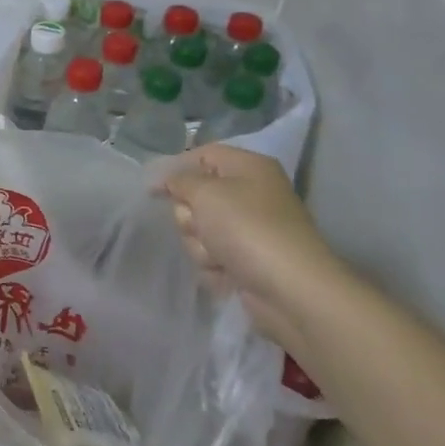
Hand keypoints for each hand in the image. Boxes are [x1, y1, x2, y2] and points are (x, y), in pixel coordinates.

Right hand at [159, 145, 342, 354]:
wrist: (291, 290)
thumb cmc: (247, 228)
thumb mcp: (205, 192)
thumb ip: (180, 180)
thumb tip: (168, 180)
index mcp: (248, 168)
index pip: (203, 155)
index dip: (176, 169)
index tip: (154, 190)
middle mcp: (250, 194)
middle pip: (196, 197)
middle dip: (190, 216)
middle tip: (201, 226)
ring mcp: (249, 230)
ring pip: (200, 230)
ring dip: (201, 245)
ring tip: (219, 256)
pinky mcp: (247, 261)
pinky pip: (212, 256)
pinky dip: (215, 267)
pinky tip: (228, 274)